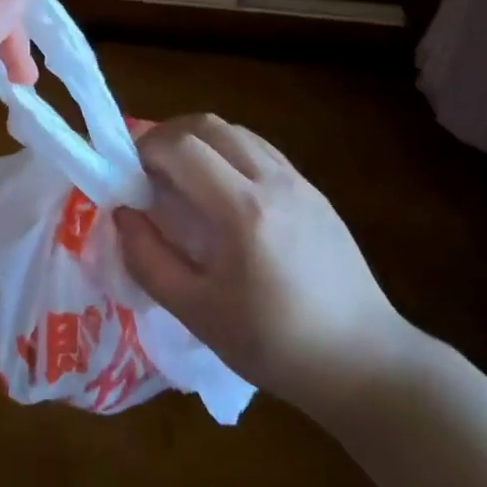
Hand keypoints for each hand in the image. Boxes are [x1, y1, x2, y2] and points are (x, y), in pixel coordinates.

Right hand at [114, 114, 414, 403]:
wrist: (364, 362)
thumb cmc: (275, 345)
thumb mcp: (198, 313)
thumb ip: (148, 260)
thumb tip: (122, 214)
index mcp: (243, 210)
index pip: (182, 147)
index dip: (145, 150)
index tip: (128, 176)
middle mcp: (272, 181)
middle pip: (208, 125)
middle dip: (168, 136)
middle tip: (148, 169)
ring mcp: (298, 181)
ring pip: (236, 132)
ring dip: (199, 141)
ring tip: (181, 177)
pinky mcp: (313, 191)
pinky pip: (260, 150)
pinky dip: (228, 152)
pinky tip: (221, 190)